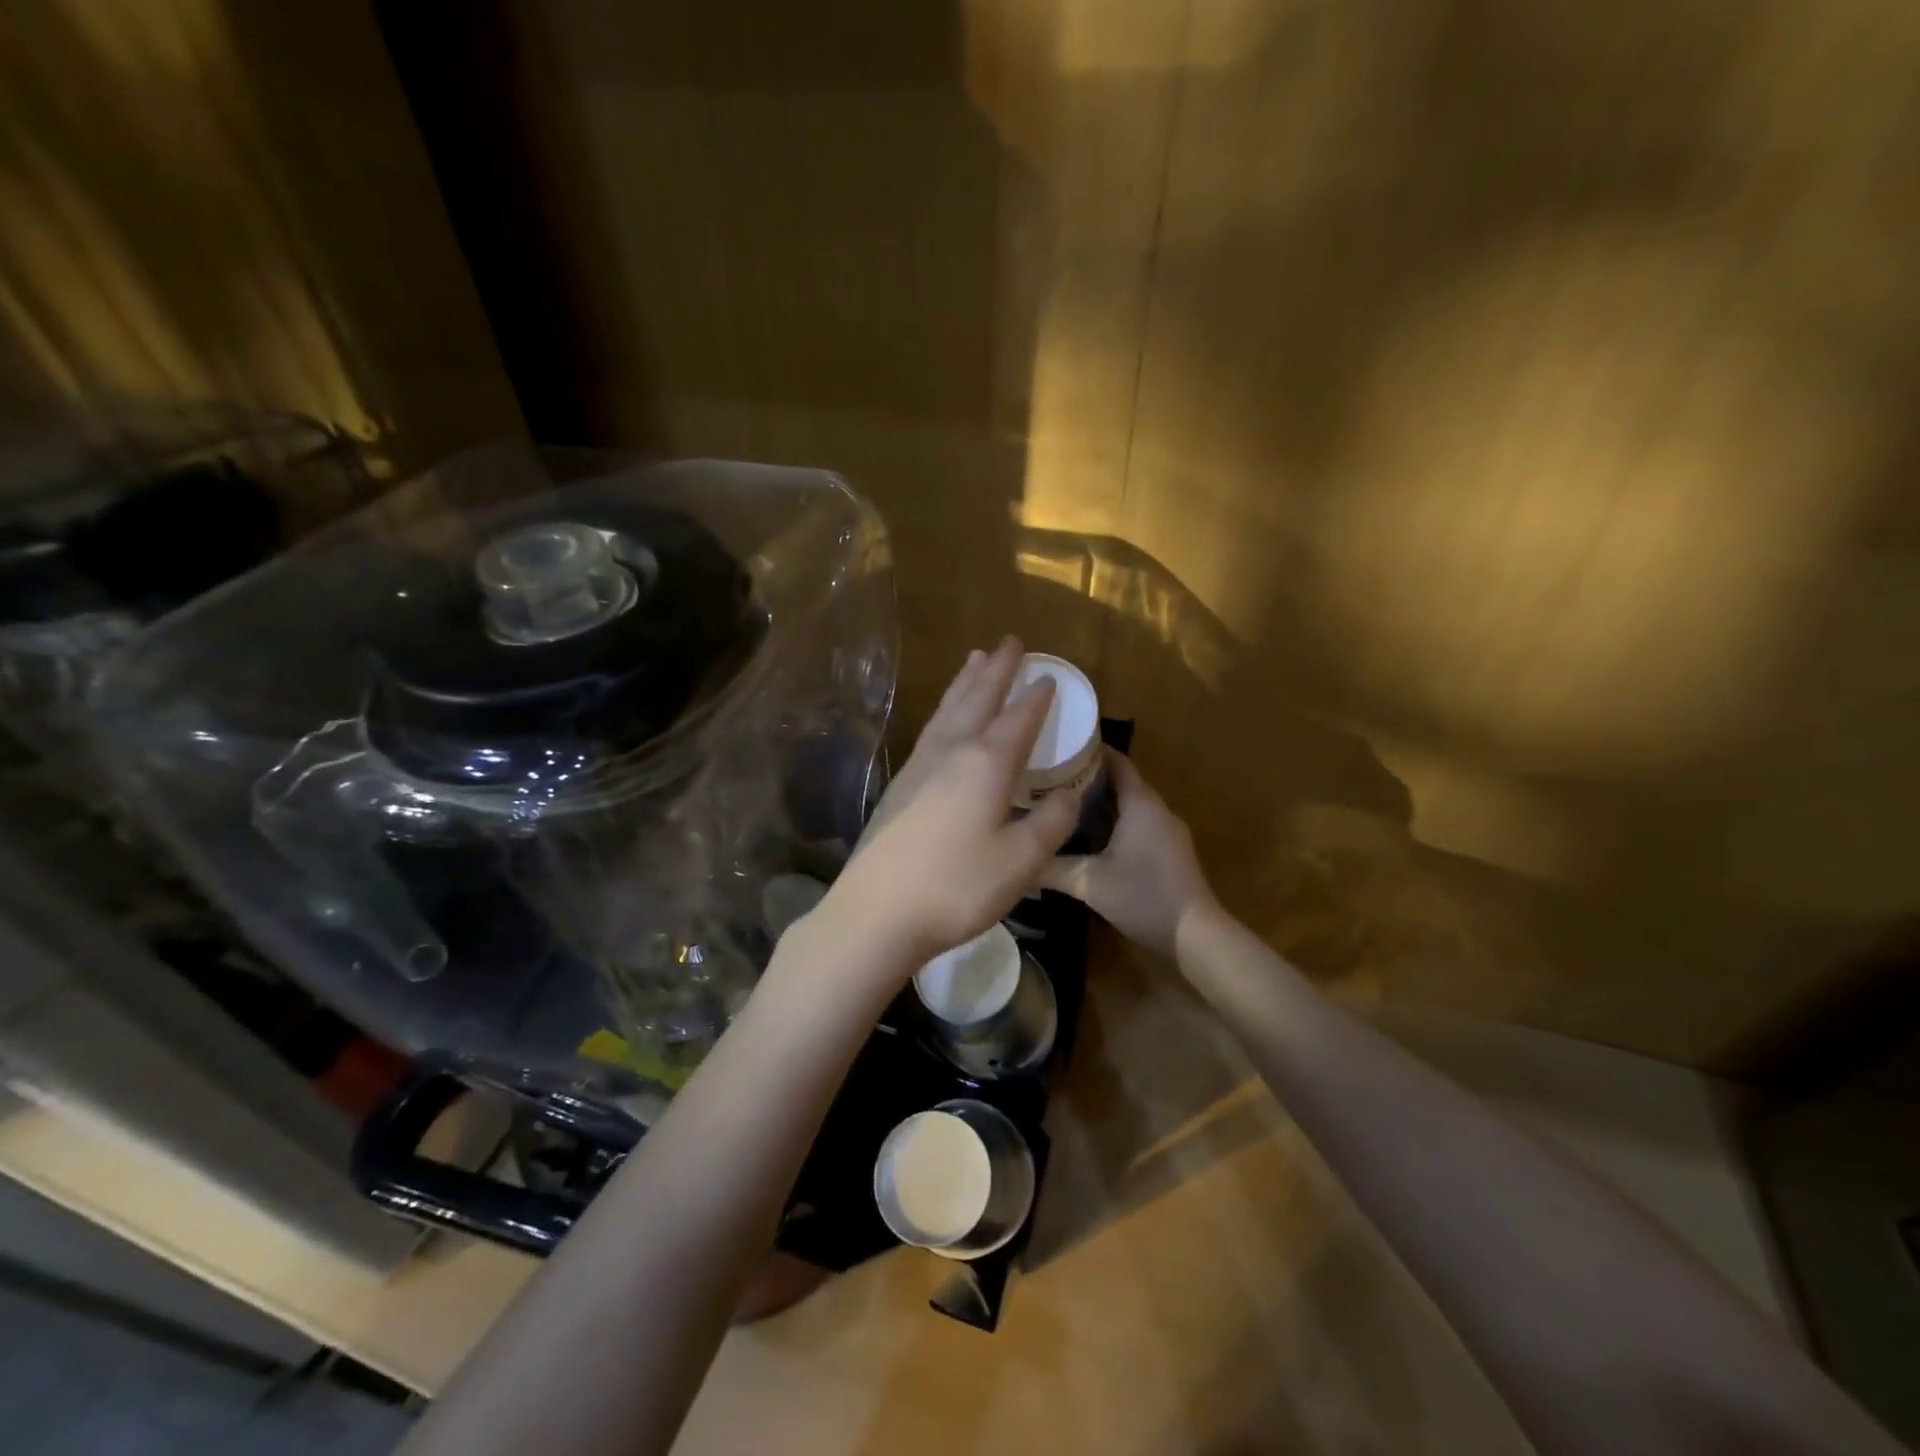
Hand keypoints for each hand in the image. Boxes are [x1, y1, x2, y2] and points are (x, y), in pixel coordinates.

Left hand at [821, 637, 1080, 970]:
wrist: (876, 912)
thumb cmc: (956, 886)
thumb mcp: (1020, 861)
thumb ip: (1051, 823)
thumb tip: (1067, 795)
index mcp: (985, 763)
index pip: (1018, 718)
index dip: (1036, 696)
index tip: (1048, 675)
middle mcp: (951, 752)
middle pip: (977, 699)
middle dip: (996, 670)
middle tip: (1009, 642)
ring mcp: (919, 767)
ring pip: (948, 710)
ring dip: (965, 683)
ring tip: (975, 659)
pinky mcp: (899, 786)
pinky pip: (931, 730)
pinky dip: (945, 710)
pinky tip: (944, 719)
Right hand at [1041, 752, 1215, 953]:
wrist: (1195, 935)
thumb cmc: (1143, 896)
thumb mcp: (1089, 882)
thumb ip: (1050, 869)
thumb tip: (1014, 861)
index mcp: (1140, 803)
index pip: (1115, 761)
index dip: (1089, 750)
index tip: (1058, 746)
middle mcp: (1155, 809)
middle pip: (1120, 781)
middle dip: (1086, 775)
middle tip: (1048, 775)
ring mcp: (1165, 830)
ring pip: (1127, 804)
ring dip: (1098, 800)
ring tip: (1059, 801)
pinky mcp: (1167, 851)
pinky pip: (1136, 823)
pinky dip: (1111, 820)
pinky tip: (1085, 834)